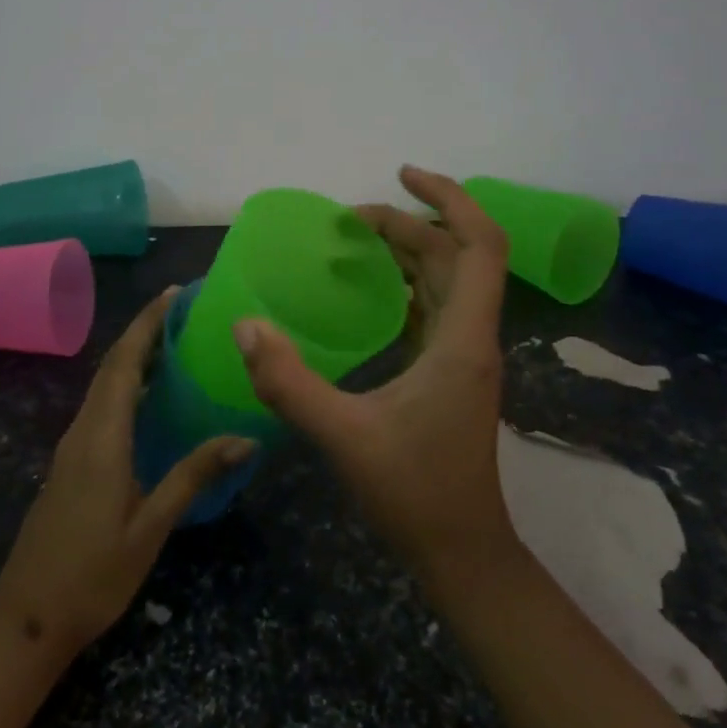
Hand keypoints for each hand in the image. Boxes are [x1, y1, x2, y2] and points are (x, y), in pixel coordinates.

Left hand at [0, 287, 256, 656]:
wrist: (27, 619)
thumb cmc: (92, 576)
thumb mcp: (150, 528)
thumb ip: (193, 476)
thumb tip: (245, 438)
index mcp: (101, 437)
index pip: (124, 363)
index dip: (147, 324)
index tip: (175, 294)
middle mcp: (84, 430)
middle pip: (113, 365)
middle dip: (145, 331)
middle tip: (186, 311)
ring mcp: (73, 446)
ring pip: (106, 384)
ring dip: (136, 355)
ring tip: (177, 342)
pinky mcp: (73, 462)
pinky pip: (103, 405)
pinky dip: (128, 383)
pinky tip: (153, 396)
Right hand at [235, 165, 518, 590]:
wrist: (462, 553)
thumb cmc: (413, 493)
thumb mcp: (343, 436)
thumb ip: (290, 382)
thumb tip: (246, 325)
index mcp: (462, 339)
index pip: (479, 245)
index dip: (449, 197)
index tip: (403, 174)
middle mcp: (473, 336)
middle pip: (457, 254)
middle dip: (409, 222)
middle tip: (351, 218)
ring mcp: (465, 354)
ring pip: (450, 278)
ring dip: (412, 249)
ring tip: (359, 238)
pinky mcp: (452, 371)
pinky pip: (437, 305)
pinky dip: (410, 281)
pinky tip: (374, 289)